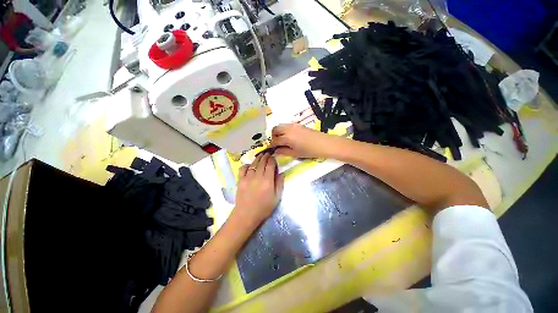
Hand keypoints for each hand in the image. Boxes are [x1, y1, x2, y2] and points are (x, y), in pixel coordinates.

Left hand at [233, 153, 283, 226]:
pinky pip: (243, 168)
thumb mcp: (277, 197)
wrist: (246, 215)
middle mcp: (258, 176)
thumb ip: (280, 183)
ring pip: (253, 163)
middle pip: (262, 162)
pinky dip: (247, 165)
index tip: (273, 157)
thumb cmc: (264, 207)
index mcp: (268, 180)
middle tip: (268, 154)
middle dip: (265, 156)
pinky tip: (250, 165)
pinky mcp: (240, 180)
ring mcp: (247, 177)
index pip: (270, 164)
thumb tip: (281, 172)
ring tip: (261, 156)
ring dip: (258, 158)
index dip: (272, 159)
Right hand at [270, 123, 335, 158]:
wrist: (324, 144)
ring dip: (278, 132)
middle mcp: (288, 129)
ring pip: (280, 125)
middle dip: (273, 136)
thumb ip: (283, 152)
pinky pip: (287, 125)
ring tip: (282, 140)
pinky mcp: (298, 124)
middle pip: (275, 129)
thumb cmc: (310, 151)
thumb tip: (275, 151)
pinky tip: (289, 137)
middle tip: (276, 143)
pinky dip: (284, 130)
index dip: (271, 145)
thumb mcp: (295, 153)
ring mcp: (294, 125)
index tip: (271, 149)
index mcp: (287, 137)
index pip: (274, 140)